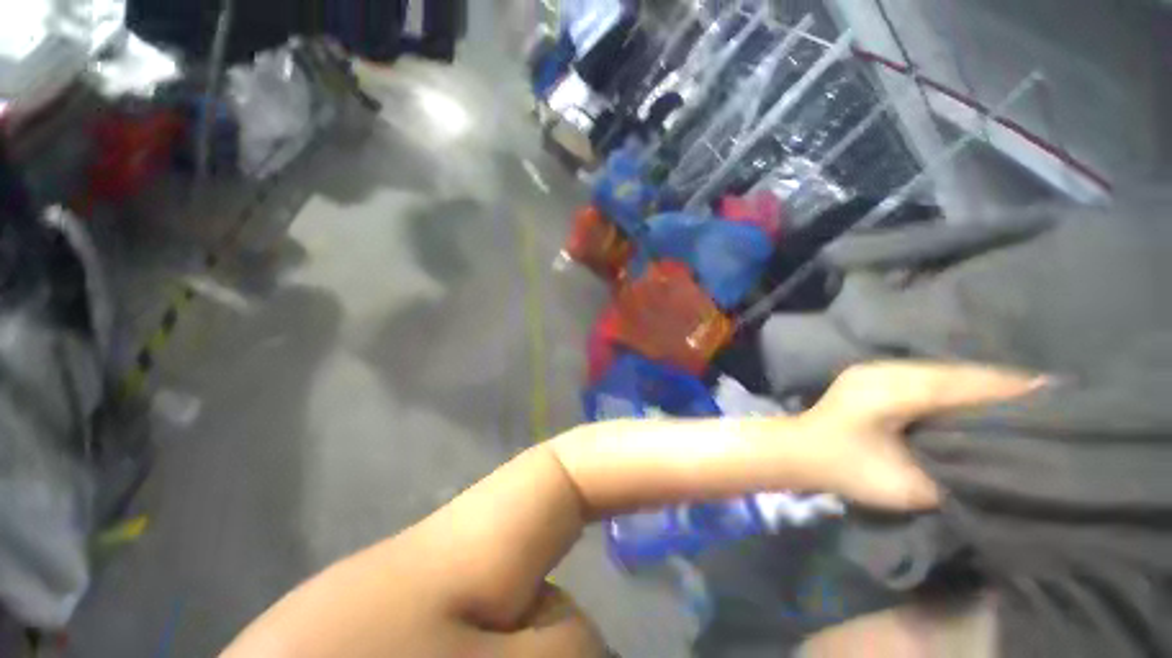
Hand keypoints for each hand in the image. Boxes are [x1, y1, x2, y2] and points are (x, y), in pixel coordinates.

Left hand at [802, 361, 1044, 510]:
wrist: (797, 450)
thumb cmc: (845, 468)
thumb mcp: (904, 484)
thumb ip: (954, 474)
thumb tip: (996, 463)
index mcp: (893, 390)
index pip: (962, 384)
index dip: (1007, 388)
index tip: (1053, 392)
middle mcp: (885, 371)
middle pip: (954, 372)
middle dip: (999, 382)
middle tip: (1046, 394)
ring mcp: (875, 370)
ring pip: (941, 371)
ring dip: (977, 382)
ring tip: (1019, 395)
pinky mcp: (873, 377)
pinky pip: (926, 376)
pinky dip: (955, 384)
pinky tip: (974, 396)